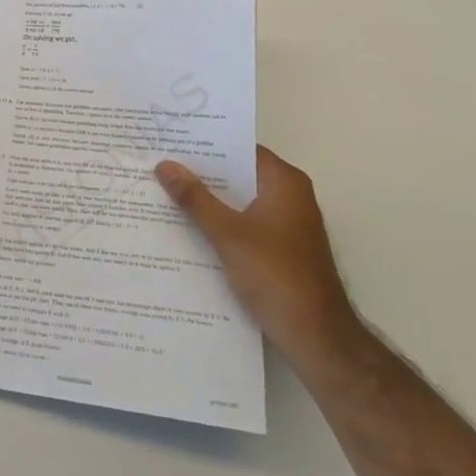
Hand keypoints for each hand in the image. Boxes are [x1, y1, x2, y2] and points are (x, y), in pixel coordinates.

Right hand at [156, 147, 358, 364]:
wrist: (316, 336)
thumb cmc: (275, 274)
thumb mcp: (227, 233)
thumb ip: (195, 198)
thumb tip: (165, 165)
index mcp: (284, 182)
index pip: (241, 148)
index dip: (207, 144)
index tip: (172, 139)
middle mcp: (290, 196)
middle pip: (239, 174)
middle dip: (202, 173)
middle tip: (160, 163)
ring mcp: (287, 224)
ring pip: (240, 201)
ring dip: (209, 200)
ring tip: (165, 191)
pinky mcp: (281, 249)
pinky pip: (244, 223)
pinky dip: (221, 223)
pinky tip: (188, 228)